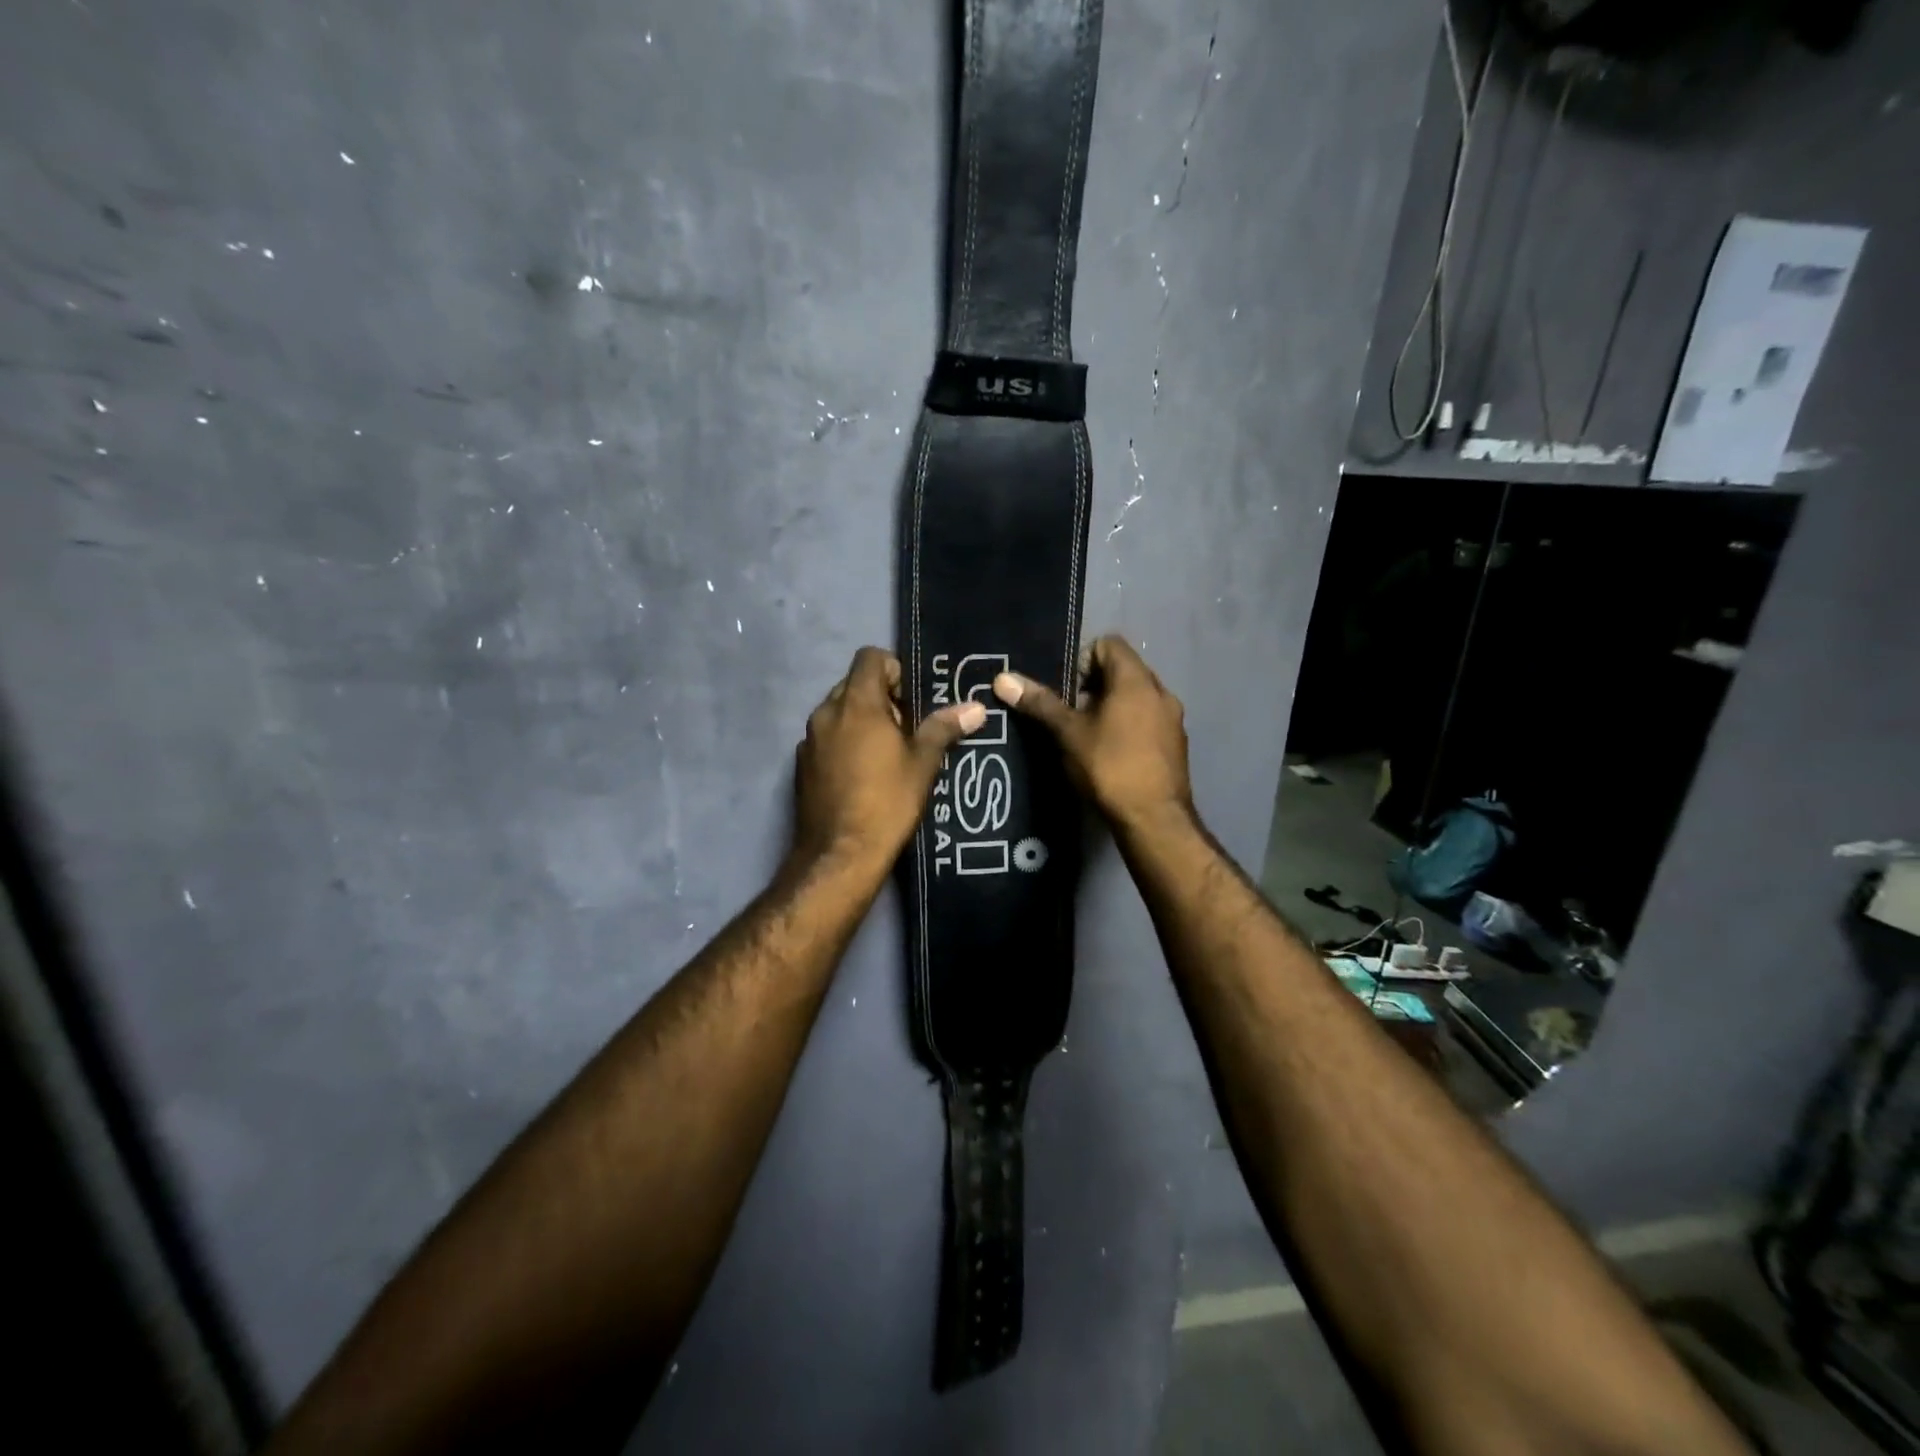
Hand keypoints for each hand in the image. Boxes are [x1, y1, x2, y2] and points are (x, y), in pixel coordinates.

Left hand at [793, 647, 984, 872]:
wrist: (840, 854)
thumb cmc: (888, 802)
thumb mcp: (923, 763)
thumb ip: (944, 728)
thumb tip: (976, 707)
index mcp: (856, 703)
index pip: (870, 657)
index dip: (894, 670)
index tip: (912, 700)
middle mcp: (826, 713)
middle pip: (854, 684)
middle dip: (881, 698)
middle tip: (906, 730)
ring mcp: (809, 740)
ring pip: (839, 712)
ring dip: (862, 721)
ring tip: (887, 754)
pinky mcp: (801, 765)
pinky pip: (826, 738)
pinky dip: (844, 743)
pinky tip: (863, 775)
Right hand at [992, 636, 1193, 833]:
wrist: (1154, 819)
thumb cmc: (1109, 767)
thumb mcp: (1068, 733)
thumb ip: (1040, 703)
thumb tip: (1003, 678)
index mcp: (1136, 680)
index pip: (1109, 644)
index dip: (1082, 659)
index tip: (1065, 689)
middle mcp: (1160, 692)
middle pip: (1123, 670)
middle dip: (1093, 685)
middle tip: (1070, 713)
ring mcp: (1172, 719)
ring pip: (1136, 697)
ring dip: (1111, 707)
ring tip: (1087, 734)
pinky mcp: (1176, 744)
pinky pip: (1148, 720)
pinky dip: (1128, 725)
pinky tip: (1110, 753)